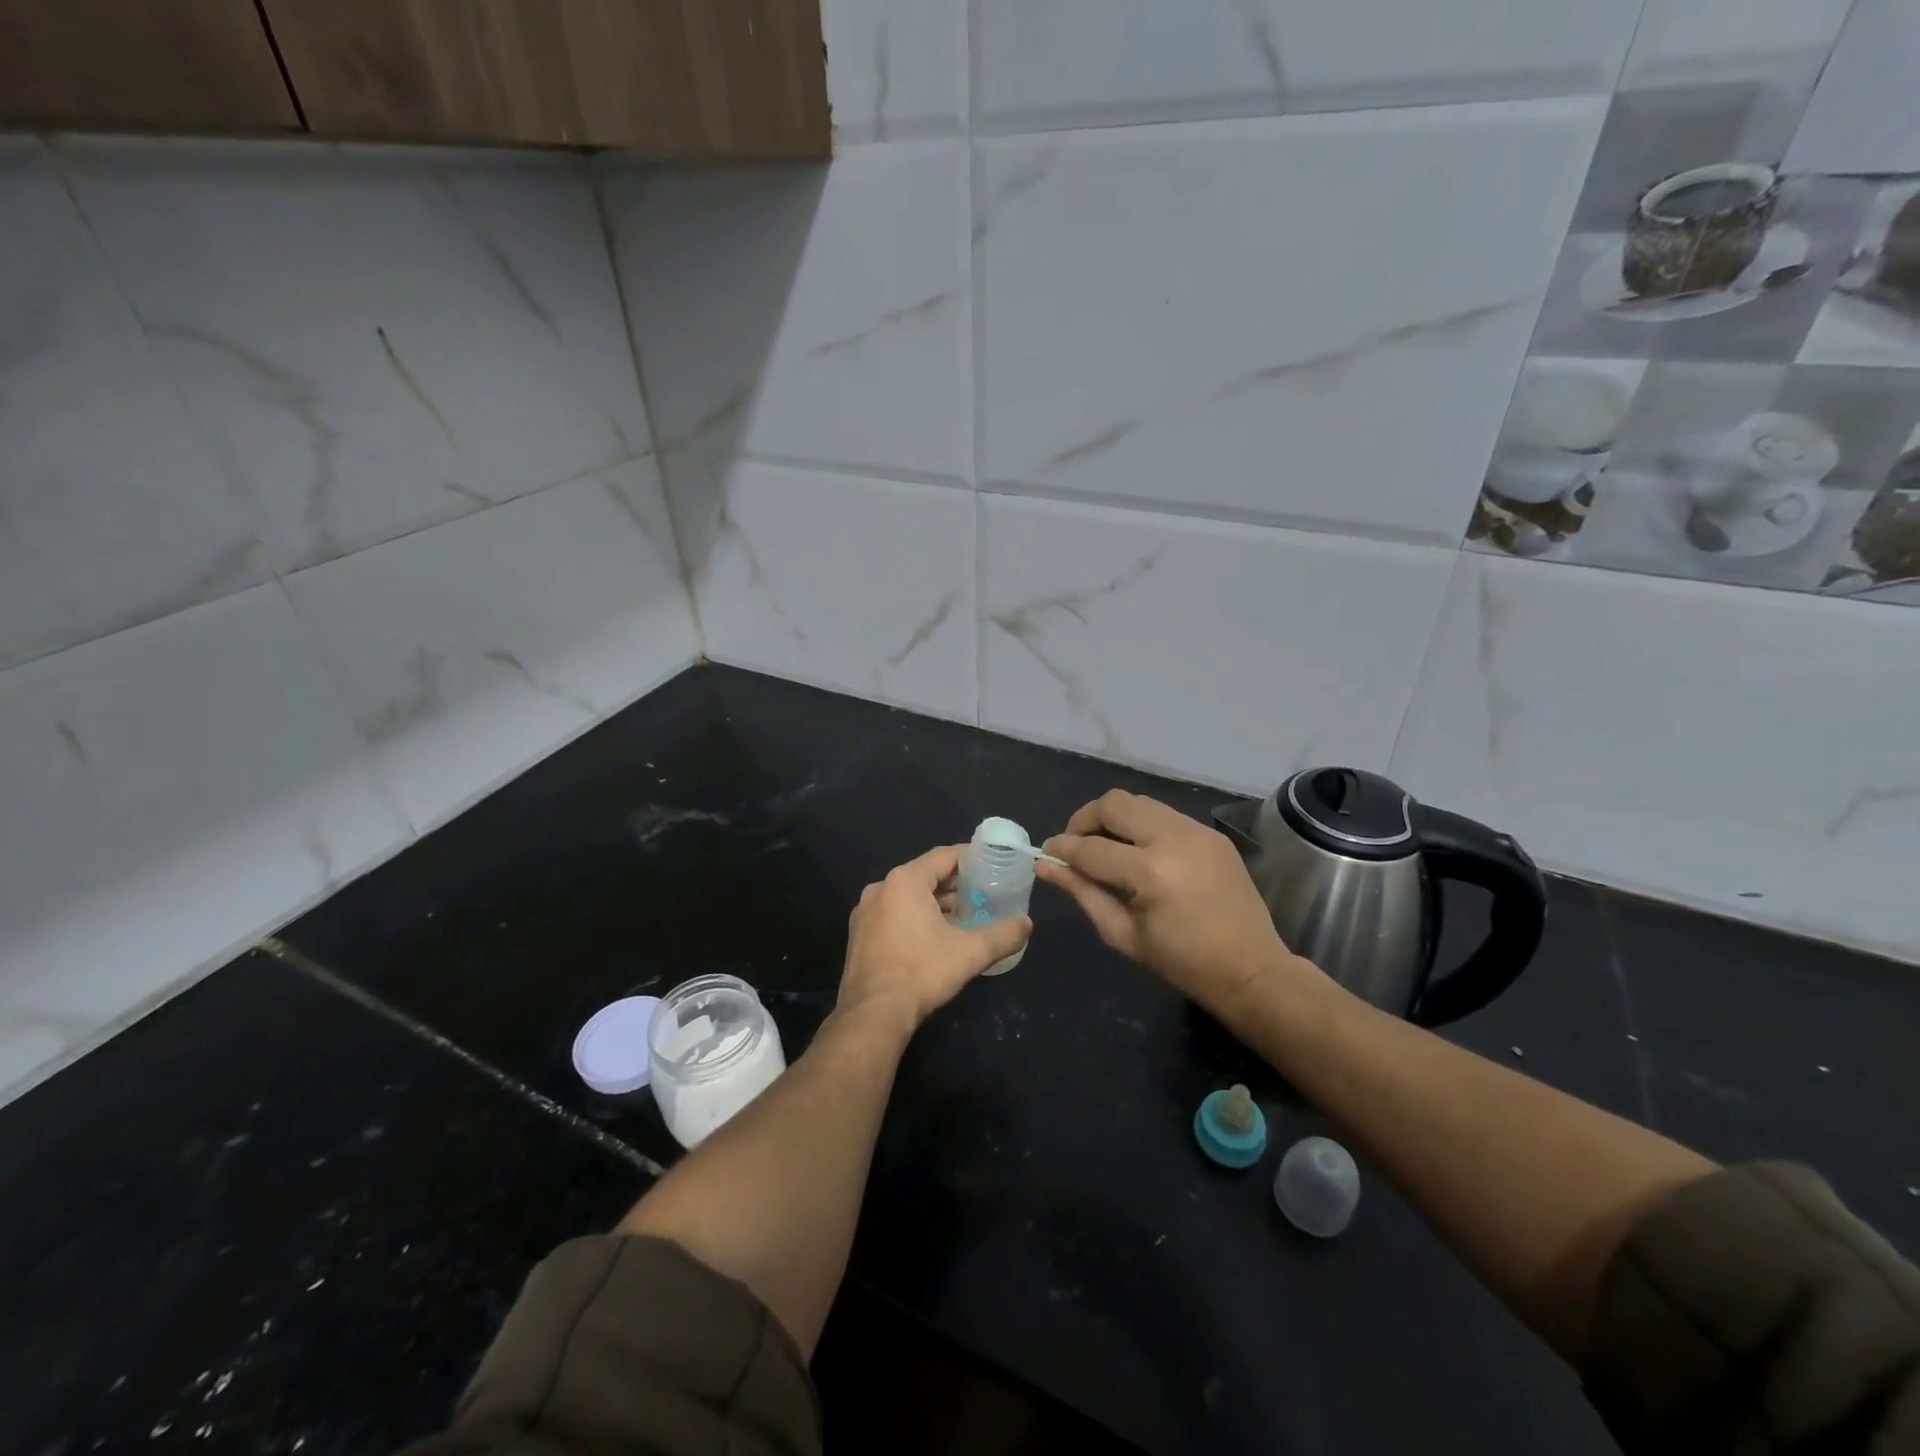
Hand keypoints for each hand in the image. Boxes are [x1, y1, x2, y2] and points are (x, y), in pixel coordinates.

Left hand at [838, 845, 1030, 1034]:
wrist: (873, 1013)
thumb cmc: (922, 972)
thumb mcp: (970, 952)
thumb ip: (1002, 934)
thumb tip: (1026, 924)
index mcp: (904, 881)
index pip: (943, 856)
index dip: (970, 858)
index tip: (991, 863)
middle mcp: (880, 889)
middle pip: (925, 875)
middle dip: (955, 884)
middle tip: (983, 893)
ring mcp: (865, 913)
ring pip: (908, 897)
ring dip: (935, 904)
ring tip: (964, 917)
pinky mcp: (859, 936)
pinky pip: (893, 915)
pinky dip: (915, 918)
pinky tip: (935, 938)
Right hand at [1038, 790, 1308, 1016]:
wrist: (1252, 970)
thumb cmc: (1182, 963)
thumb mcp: (1122, 934)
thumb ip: (1082, 892)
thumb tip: (1044, 866)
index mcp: (1149, 872)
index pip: (1090, 847)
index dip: (1061, 849)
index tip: (1046, 853)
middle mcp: (1173, 838)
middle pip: (1113, 803)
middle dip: (1084, 820)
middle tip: (1075, 846)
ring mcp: (1197, 830)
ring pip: (1139, 802)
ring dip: (1114, 819)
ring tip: (1106, 847)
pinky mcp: (1211, 833)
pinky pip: (1164, 815)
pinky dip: (1142, 826)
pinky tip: (1140, 853)